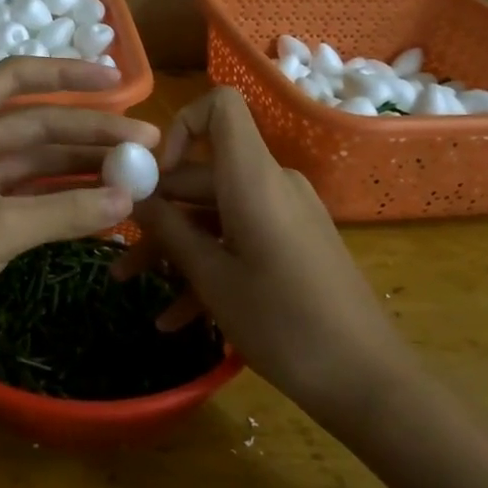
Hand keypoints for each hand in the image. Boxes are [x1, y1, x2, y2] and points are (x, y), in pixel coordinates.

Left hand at [0, 58, 156, 380]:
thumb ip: (65, 210)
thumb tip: (130, 196)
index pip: (16, 78)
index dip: (68, 75)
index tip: (118, 80)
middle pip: (36, 125)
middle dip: (90, 132)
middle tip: (146, 142)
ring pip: (36, 163)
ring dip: (82, 166)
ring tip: (136, 171)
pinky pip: (30, 197)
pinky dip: (64, 199)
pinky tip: (104, 202)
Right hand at [124, 88, 414, 419]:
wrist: (368, 380)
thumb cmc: (284, 323)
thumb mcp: (214, 278)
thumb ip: (169, 230)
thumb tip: (134, 195)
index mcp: (253, 178)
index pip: (220, 107)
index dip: (180, 127)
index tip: (151, 176)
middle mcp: (271, 184)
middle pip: (204, 174)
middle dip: (158, 211)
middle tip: (119, 251)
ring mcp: (285, 214)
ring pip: (216, 213)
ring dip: (176, 246)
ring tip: (133, 285)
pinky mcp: (293, 243)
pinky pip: (241, 238)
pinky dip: (209, 266)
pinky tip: (176, 317)